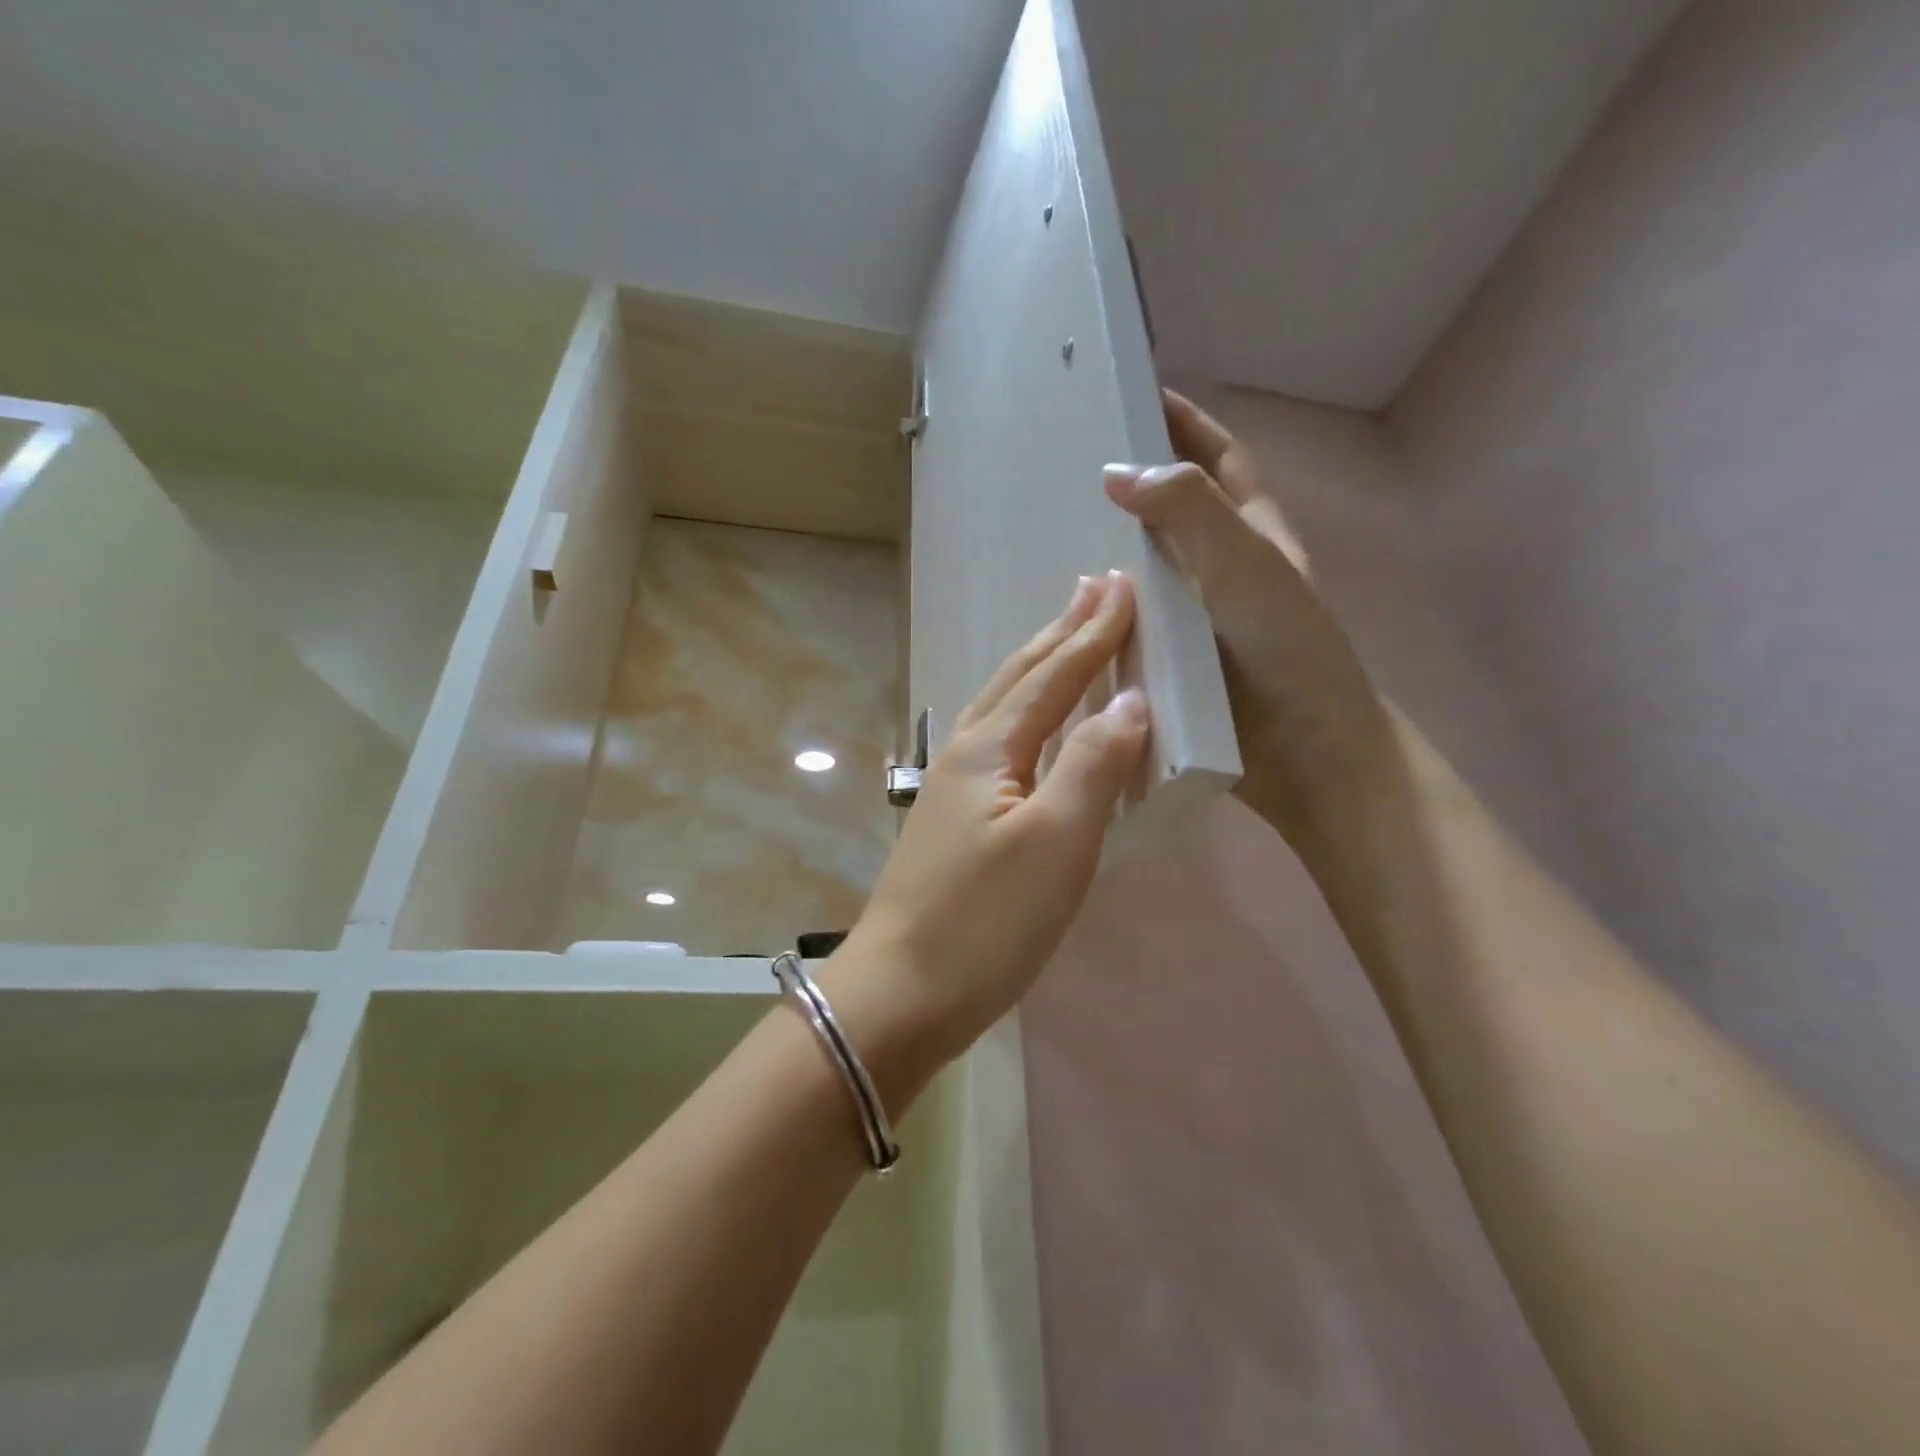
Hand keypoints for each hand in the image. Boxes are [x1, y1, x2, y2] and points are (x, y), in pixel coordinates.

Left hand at [828, 572, 1149, 1075]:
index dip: (1093, 632)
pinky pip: (1000, 741)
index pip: (1054, 674)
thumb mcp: (1057, 841)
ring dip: (1041, 665)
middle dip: (1062, 631)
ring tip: (1068, 637)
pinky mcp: (953, 819)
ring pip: (1004, 706)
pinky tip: (1032, 724)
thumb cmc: (986, 921)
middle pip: (1020, 677)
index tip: (1122, 586)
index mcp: (991, 748)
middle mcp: (967, 753)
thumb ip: (1094, 764)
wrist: (901, 992)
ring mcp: (952, 787)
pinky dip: (1028, 713)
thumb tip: (1130, 701)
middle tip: (1093, 588)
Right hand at [1104, 389, 1389, 845]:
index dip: (1185, 422)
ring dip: (1108, 549)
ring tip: (1049, 529)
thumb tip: (1117, 471)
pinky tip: (1062, 608)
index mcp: (1252, 533)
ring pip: (1146, 569)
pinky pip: (1130, 621)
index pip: (1219, 458)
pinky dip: (1101, 610)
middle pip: (1175, 509)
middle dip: (1132, 482)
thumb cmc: (1287, 652)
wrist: (1303, 756)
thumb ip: (1191, 512)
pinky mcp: (1173, 660)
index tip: (1135, 391)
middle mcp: (1222, 568)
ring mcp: (1196, 617)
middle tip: (1068, 463)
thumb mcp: (1247, 567)